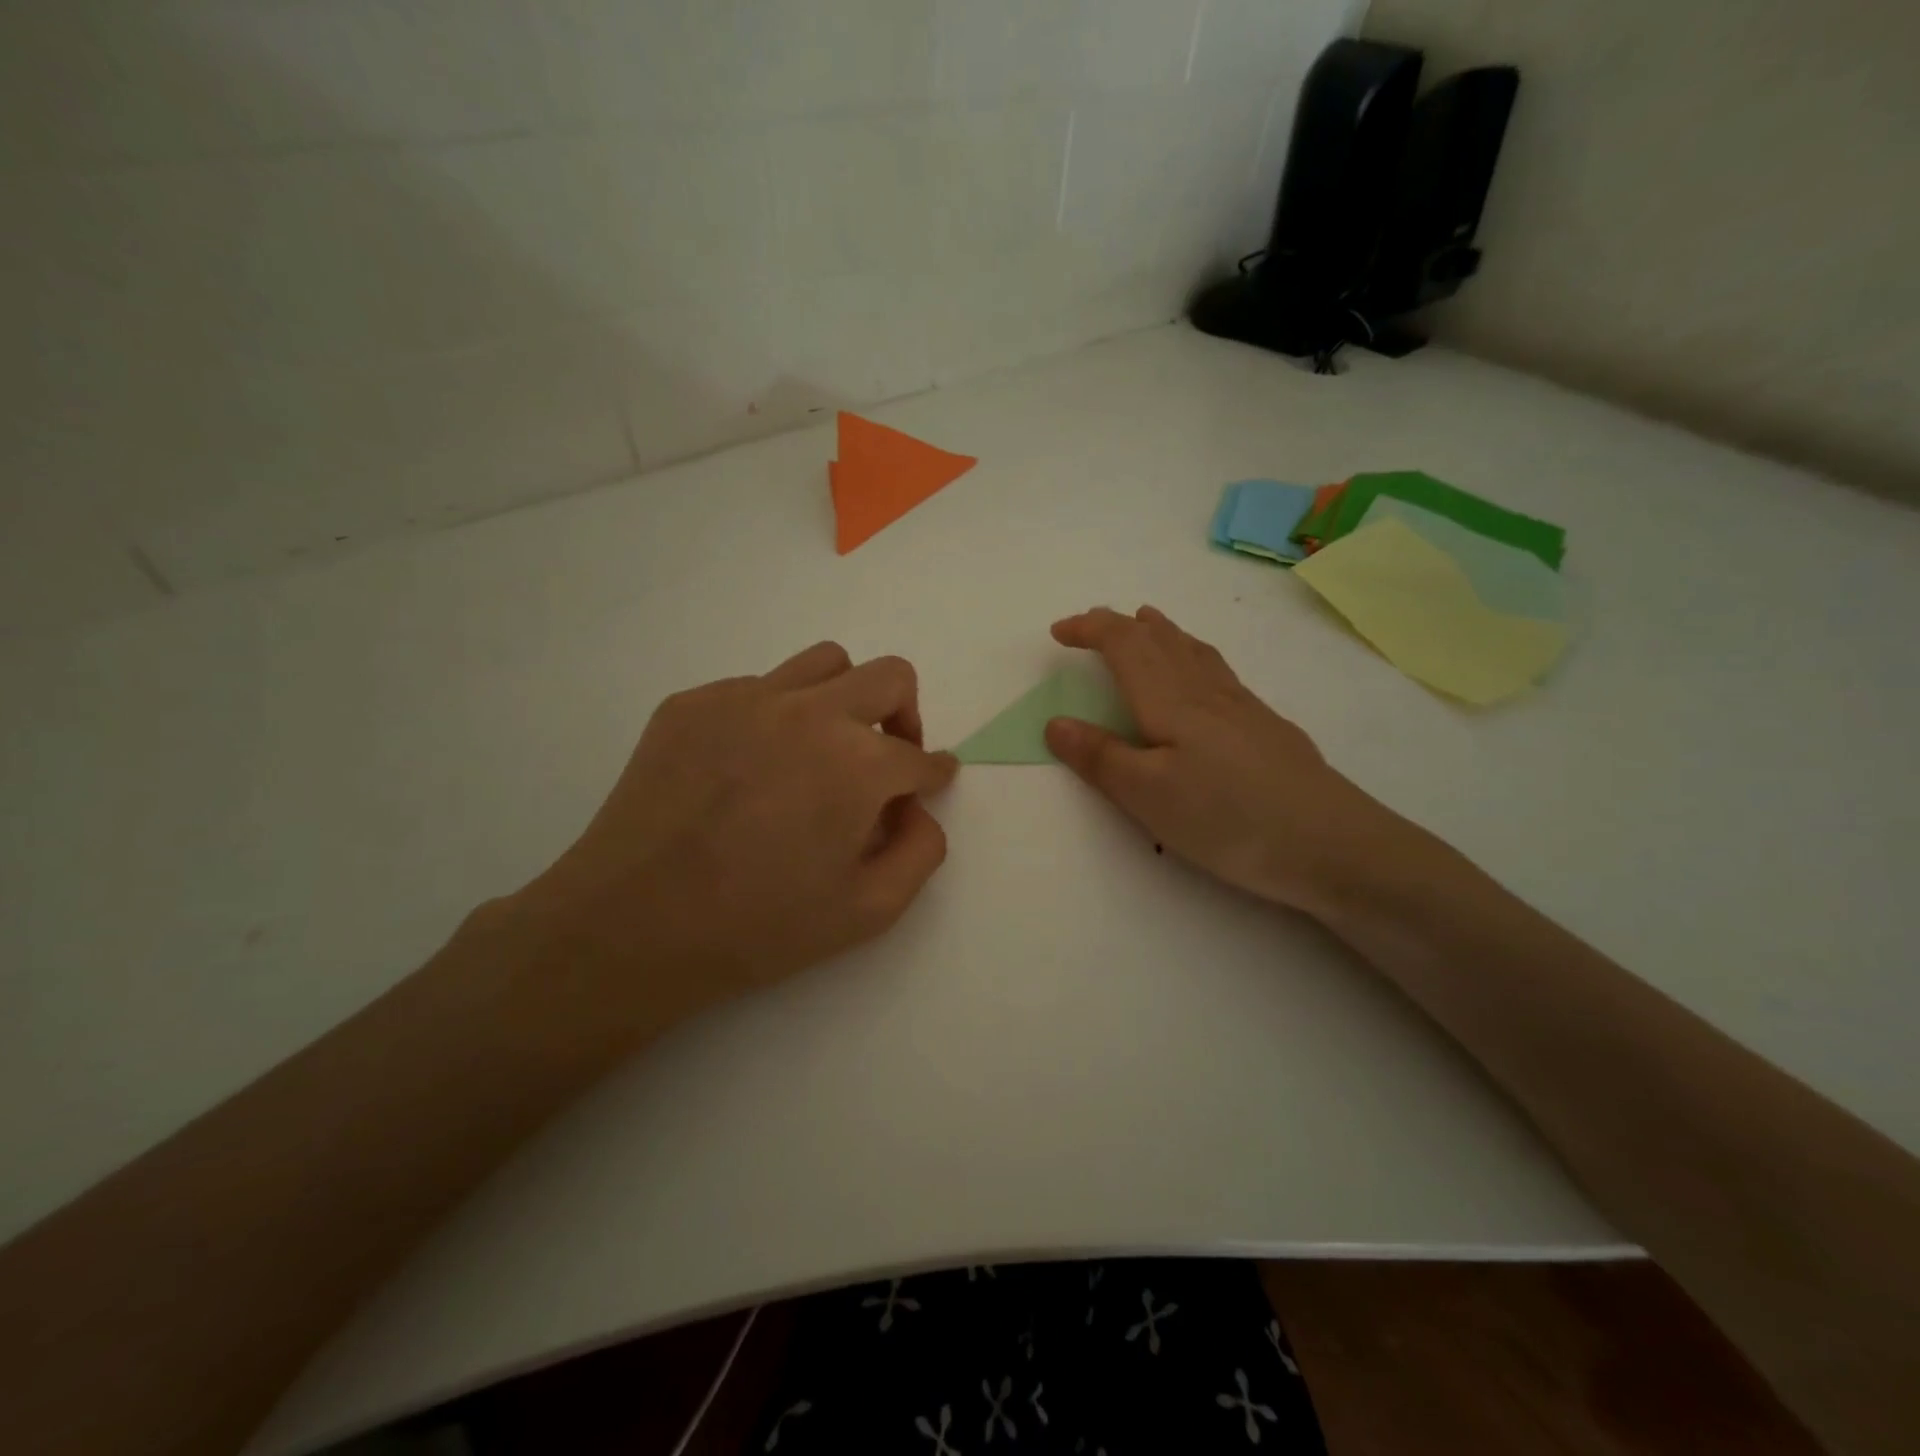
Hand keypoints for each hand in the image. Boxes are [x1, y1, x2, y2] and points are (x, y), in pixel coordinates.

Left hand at [517, 642, 957, 1030]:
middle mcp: (809, 712)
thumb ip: (920, 851)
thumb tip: (915, 808)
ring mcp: (745, 698)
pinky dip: (774, 716)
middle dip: (905, 716)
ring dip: (843, 699)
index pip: (918, 754)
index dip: (931, 774)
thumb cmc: (758, 928)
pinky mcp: (693, 703)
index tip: (926, 783)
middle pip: (889, 677)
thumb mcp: (868, 911)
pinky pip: (756, 688)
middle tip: (887, 757)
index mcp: (858, 763)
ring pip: (824, 663)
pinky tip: (748, 768)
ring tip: (821, 749)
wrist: (631, 926)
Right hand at [1044, 606, 1397, 914]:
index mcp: (1171, 701)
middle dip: (1120, 625)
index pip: (1124, 645)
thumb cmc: (1229, 819)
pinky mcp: (1266, 727)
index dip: (1090, 629)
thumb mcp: (1149, 797)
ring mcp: (1242, 706)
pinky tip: (1201, 676)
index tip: (1058, 631)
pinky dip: (1192, 654)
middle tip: (1091, 624)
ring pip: (1194, 651)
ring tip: (1145, 621)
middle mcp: (1206, 691)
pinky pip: (1217, 670)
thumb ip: (1100, 757)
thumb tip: (1055, 722)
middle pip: (1160, 639)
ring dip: (1161, 631)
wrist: (1332, 844)